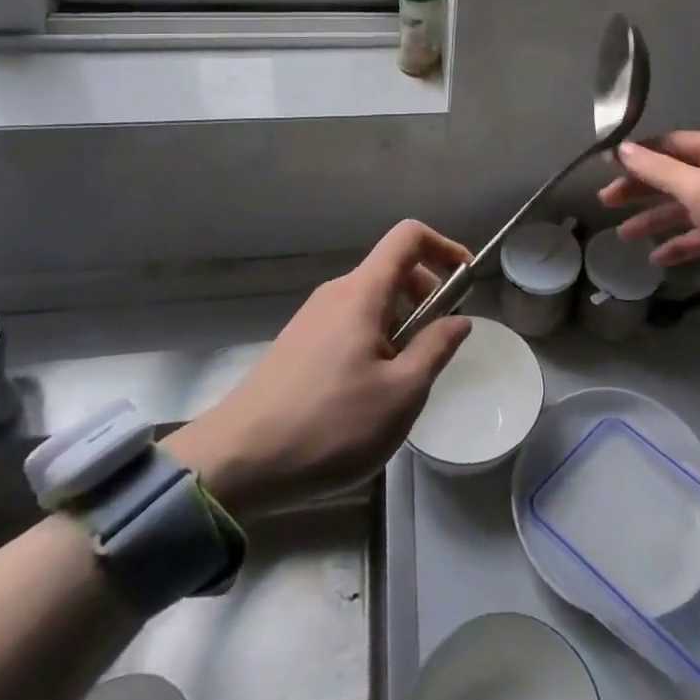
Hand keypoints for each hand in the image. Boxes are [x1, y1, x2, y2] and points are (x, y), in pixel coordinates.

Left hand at [166, 221, 472, 514]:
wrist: (234, 463)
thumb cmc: (328, 425)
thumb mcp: (400, 394)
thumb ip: (436, 349)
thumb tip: (459, 320)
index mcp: (363, 291)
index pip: (409, 236)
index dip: (445, 247)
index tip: (466, 282)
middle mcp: (337, 293)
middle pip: (393, 269)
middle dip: (427, 296)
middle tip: (438, 346)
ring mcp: (312, 318)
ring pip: (372, 301)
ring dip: (402, 324)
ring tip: (404, 380)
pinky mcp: (298, 344)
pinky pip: (350, 324)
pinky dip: (375, 340)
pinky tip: (369, 393)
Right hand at [598, 131, 699, 296]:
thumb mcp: (699, 190)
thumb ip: (659, 170)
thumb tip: (623, 149)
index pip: (669, 144)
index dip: (638, 154)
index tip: (606, 166)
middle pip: (674, 174)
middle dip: (641, 188)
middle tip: (606, 201)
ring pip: (685, 205)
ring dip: (655, 218)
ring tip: (623, 235)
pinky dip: (680, 241)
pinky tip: (658, 258)